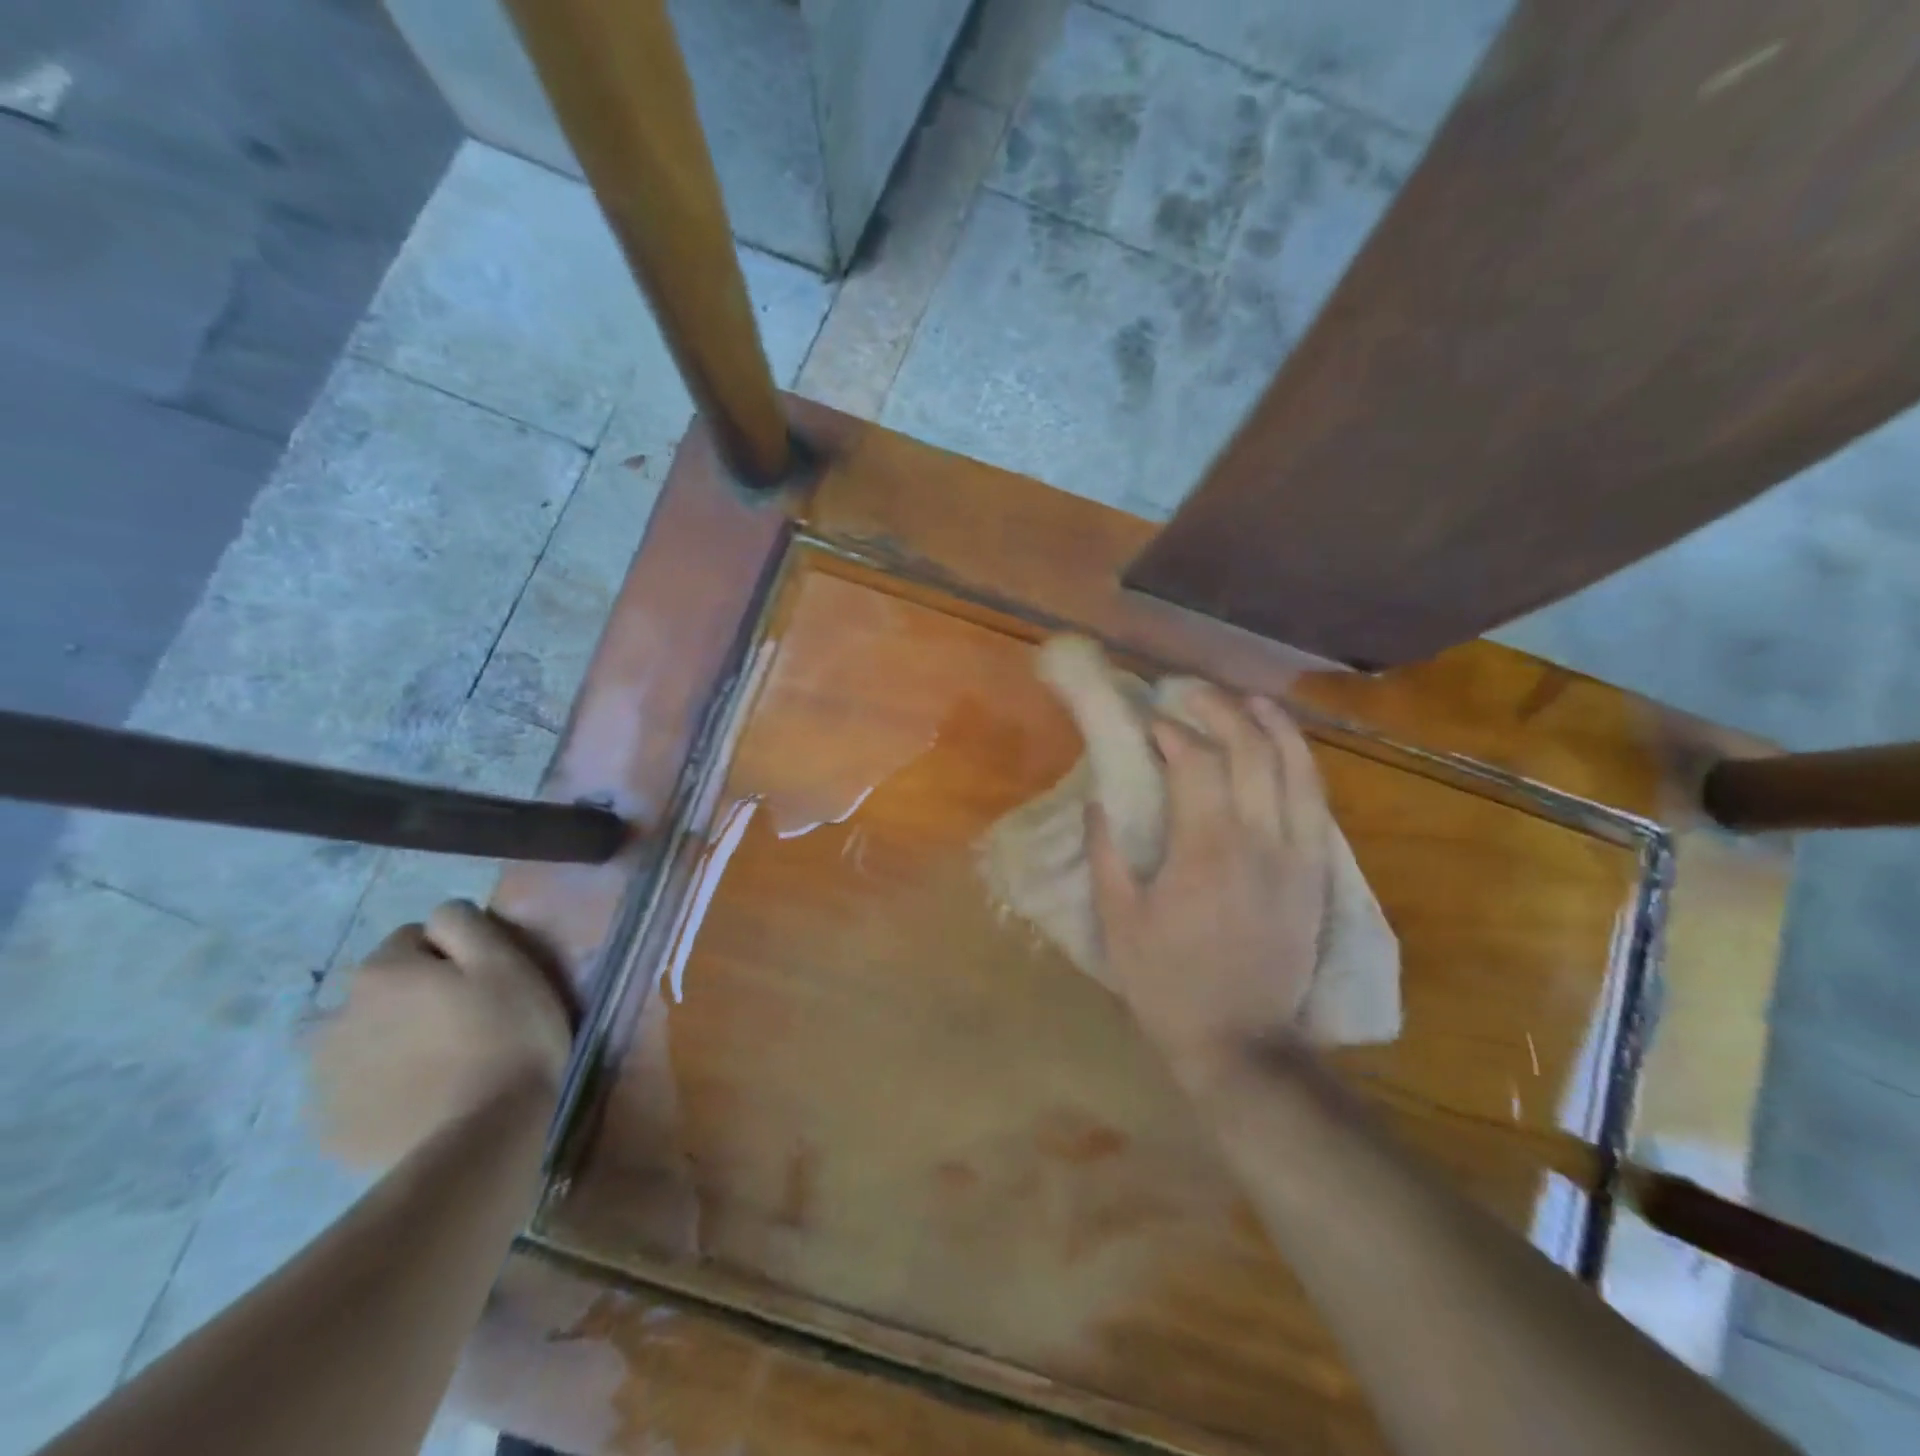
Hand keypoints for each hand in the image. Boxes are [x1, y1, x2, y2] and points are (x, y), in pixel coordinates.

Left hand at [308, 900, 574, 1168]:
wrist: (481, 1140)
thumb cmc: (507, 1038)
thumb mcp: (507, 963)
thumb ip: (465, 924)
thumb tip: (438, 917)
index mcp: (381, 972)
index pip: (413, 937)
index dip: (451, 955)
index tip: (482, 982)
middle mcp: (335, 1015)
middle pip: (377, 988)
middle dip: (410, 997)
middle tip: (461, 1024)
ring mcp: (323, 1077)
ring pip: (356, 1039)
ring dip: (385, 1041)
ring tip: (434, 1065)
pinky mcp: (328, 1127)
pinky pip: (353, 1090)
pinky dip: (378, 1089)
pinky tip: (417, 1103)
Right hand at [1088, 686, 1329, 1080]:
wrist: (1241, 1041)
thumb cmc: (1167, 983)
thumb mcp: (1119, 922)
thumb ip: (1106, 855)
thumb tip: (1100, 802)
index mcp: (1206, 850)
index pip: (1196, 763)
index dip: (1171, 733)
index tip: (1149, 723)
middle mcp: (1260, 841)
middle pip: (1252, 752)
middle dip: (1222, 712)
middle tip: (1192, 696)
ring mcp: (1297, 856)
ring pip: (1298, 770)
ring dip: (1274, 727)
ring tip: (1251, 701)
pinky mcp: (1316, 874)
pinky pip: (1317, 803)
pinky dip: (1302, 765)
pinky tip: (1286, 750)